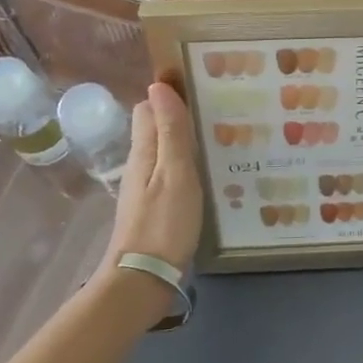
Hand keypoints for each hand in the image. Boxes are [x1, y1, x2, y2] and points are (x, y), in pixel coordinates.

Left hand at [103, 82, 203, 275]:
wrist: (144, 278)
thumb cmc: (164, 222)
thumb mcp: (176, 172)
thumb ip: (171, 131)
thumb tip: (159, 85)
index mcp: (144, 151)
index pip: (148, 109)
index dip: (169, 95)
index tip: (201, 87)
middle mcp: (141, 164)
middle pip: (156, 128)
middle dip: (180, 115)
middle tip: (219, 111)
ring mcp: (146, 188)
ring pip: (164, 151)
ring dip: (186, 141)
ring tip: (221, 137)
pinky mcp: (155, 207)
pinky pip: (171, 173)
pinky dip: (188, 165)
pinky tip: (209, 173)